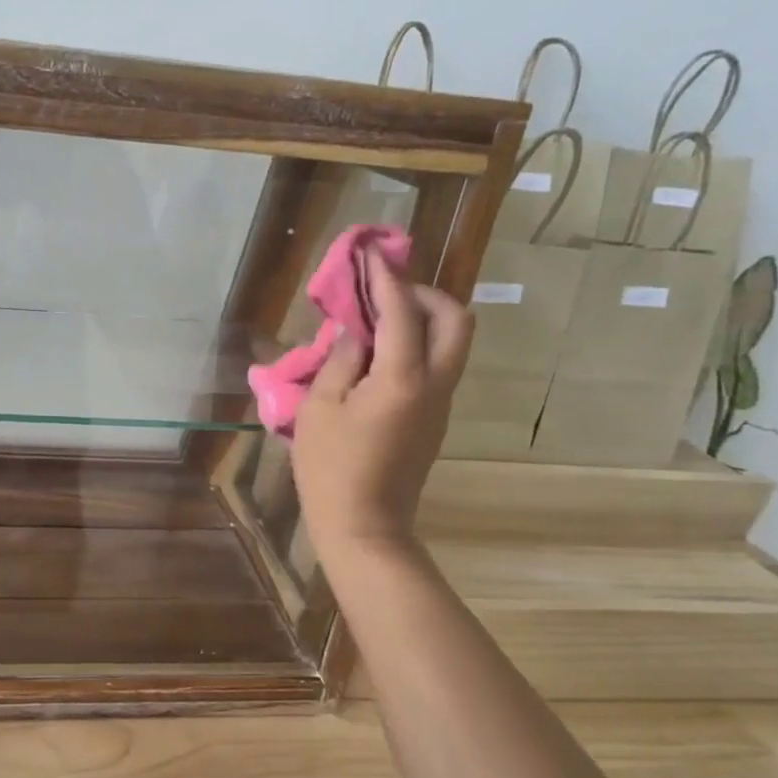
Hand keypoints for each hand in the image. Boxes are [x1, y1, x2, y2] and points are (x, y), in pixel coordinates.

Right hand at [292, 249, 472, 564]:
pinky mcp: (435, 419)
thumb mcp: (321, 407)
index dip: (386, 278)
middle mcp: (435, 384)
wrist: (363, 525)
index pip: (403, 311)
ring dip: (423, 319)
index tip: (372, 252)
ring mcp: (441, 403)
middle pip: (456, 320)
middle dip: (425, 294)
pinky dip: (416, 345)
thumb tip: (358, 330)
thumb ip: (342, 359)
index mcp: (403, 378)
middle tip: (386, 292)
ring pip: (452, 343)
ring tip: (377, 321)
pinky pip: (437, 365)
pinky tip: (377, 356)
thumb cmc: (330, 467)